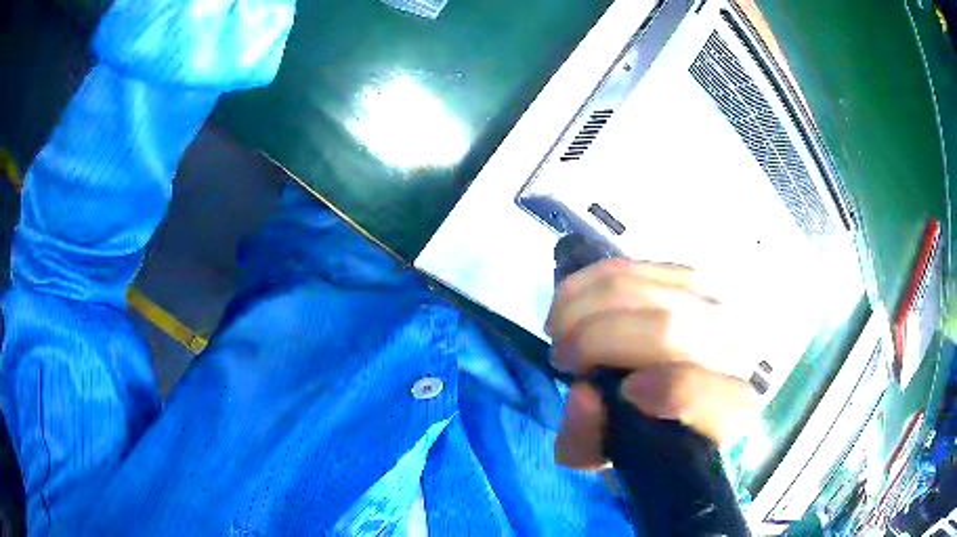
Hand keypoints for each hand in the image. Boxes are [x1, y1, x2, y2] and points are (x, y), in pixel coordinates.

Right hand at [546, 259, 757, 469]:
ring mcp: (714, 303)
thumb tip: (582, 395)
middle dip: (594, 340)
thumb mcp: (616, 456)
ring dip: (581, 307)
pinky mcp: (688, 274)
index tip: (607, 391)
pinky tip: (570, 305)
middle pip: (665, 330)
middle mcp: (734, 348)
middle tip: (562, 358)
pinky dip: (587, 283)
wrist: (695, 385)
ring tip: (559, 331)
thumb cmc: (656, 429)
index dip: (660, 389)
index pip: (705, 393)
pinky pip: (629, 267)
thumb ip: (590, 443)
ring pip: (641, 290)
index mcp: (729, 408)